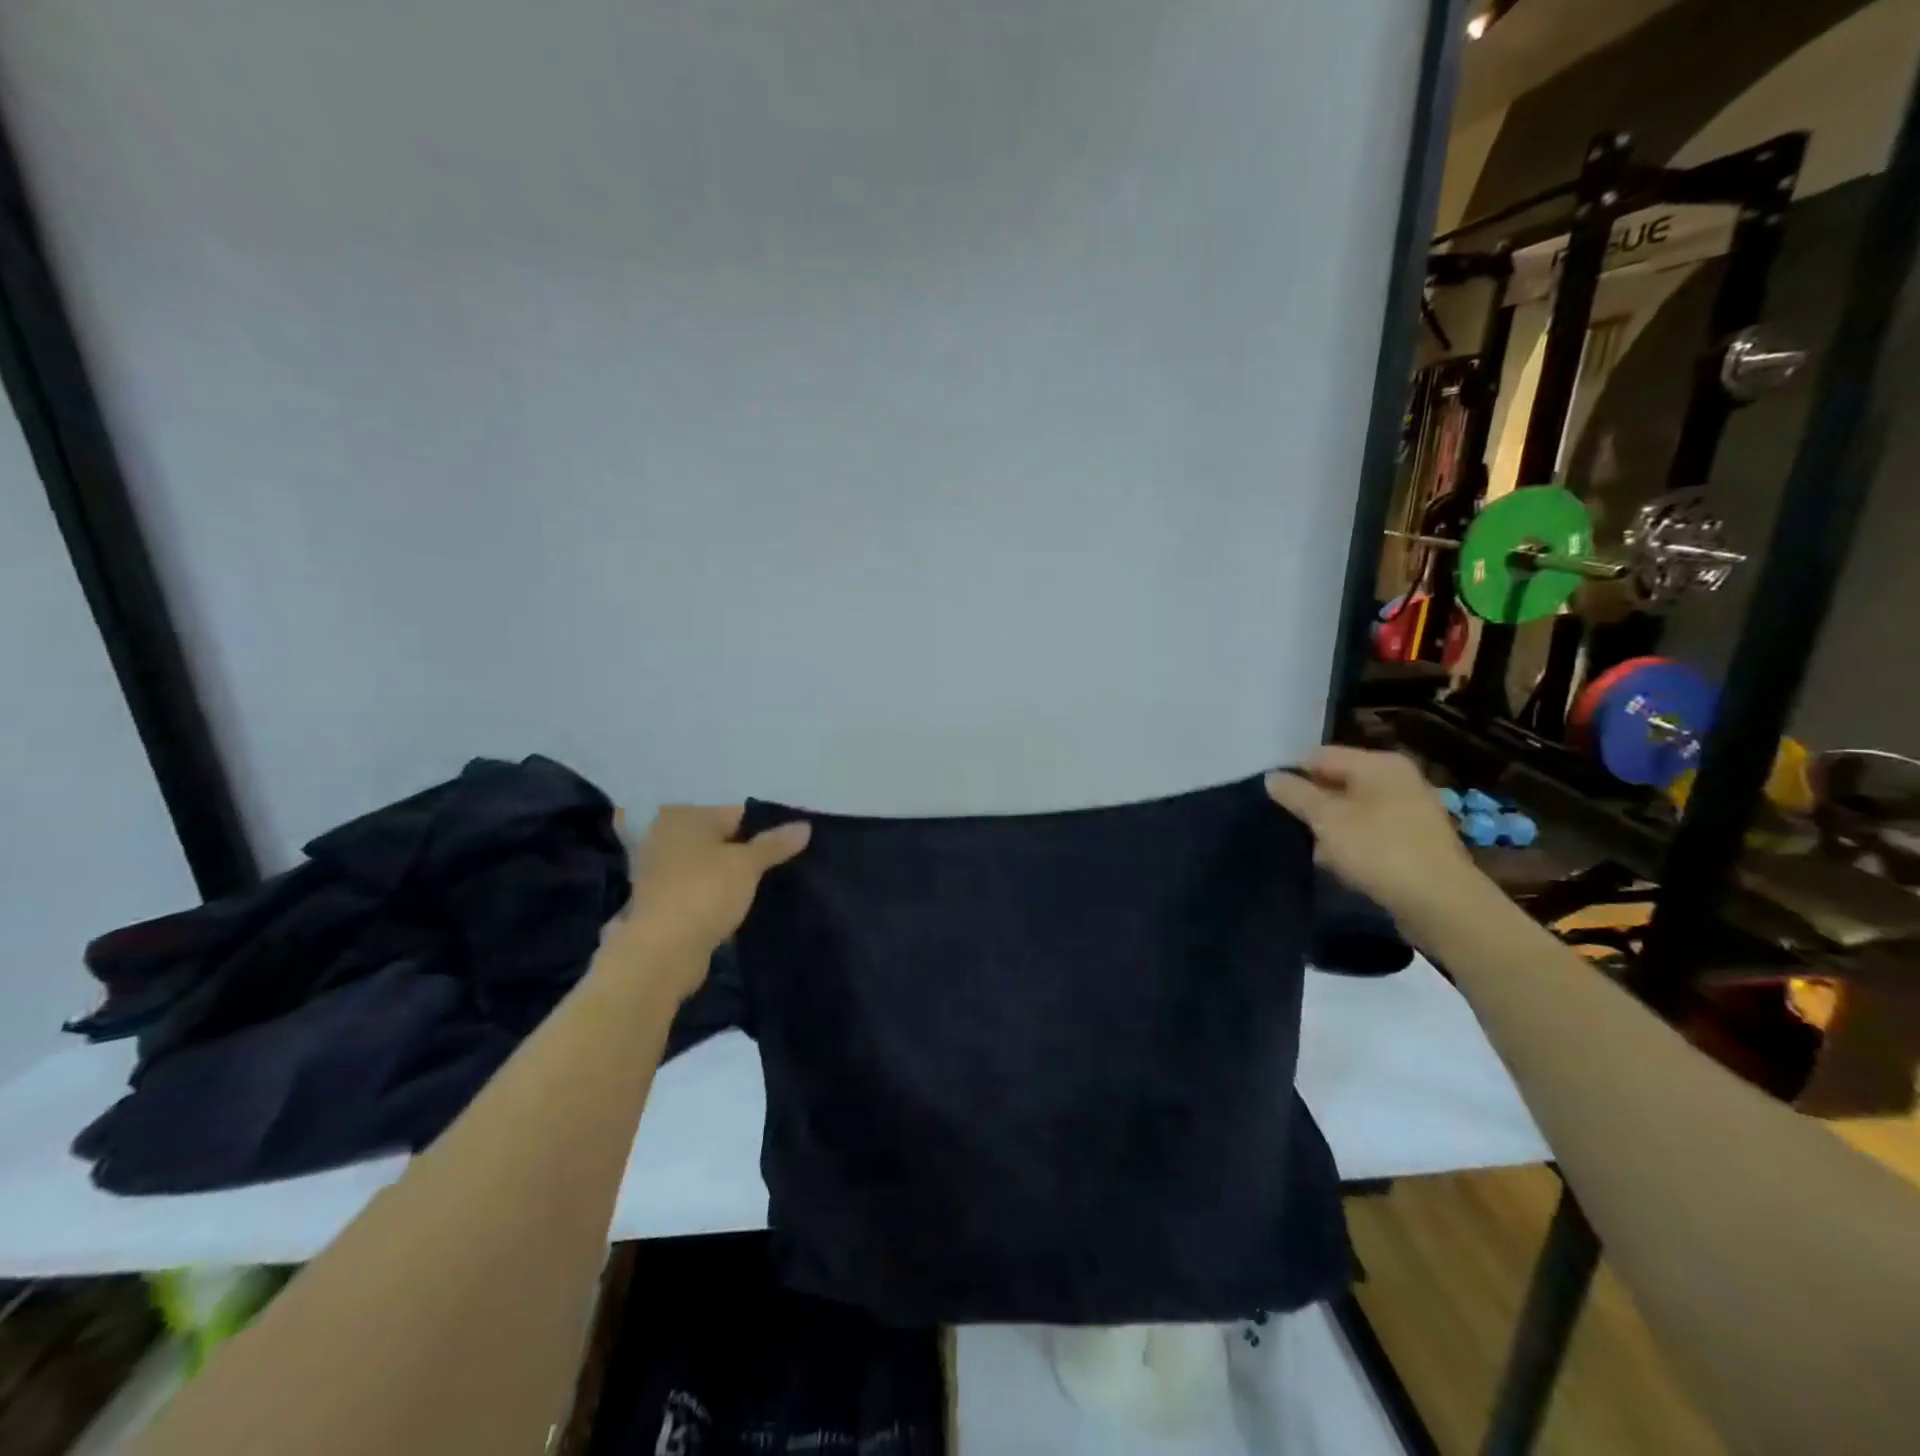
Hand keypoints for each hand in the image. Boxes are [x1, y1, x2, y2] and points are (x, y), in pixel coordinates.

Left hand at [607, 806, 810, 994]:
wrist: (663, 952)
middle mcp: (667, 837)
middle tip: (784, 862)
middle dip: (748, 850)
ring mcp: (660, 872)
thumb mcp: (747, 864)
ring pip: (710, 866)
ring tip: (769, 885)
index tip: (790, 843)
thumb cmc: (705, 892)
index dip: (765, 827)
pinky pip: (701, 890)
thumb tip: (805, 826)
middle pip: (721, 839)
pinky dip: (718, 896)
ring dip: (732, 875)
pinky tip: (743, 906)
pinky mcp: (663, 903)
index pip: (735, 812)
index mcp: (684, 817)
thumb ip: (775, 844)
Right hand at [1265, 747, 1482, 929]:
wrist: (1440, 903)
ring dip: (1330, 827)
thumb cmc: (1379, 850)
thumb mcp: (1326, 819)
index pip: (1320, 755)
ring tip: (1311, 850)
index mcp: (1379, 763)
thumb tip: (1272, 777)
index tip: (1271, 800)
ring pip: (1353, 809)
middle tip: (1288, 826)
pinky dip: (1352, 843)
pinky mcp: (1415, 840)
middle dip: (1312, 803)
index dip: (1293, 774)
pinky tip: (1339, 865)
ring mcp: (1410, 810)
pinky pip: (1371, 832)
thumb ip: (1296, 794)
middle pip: (1338, 782)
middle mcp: (1398, 779)